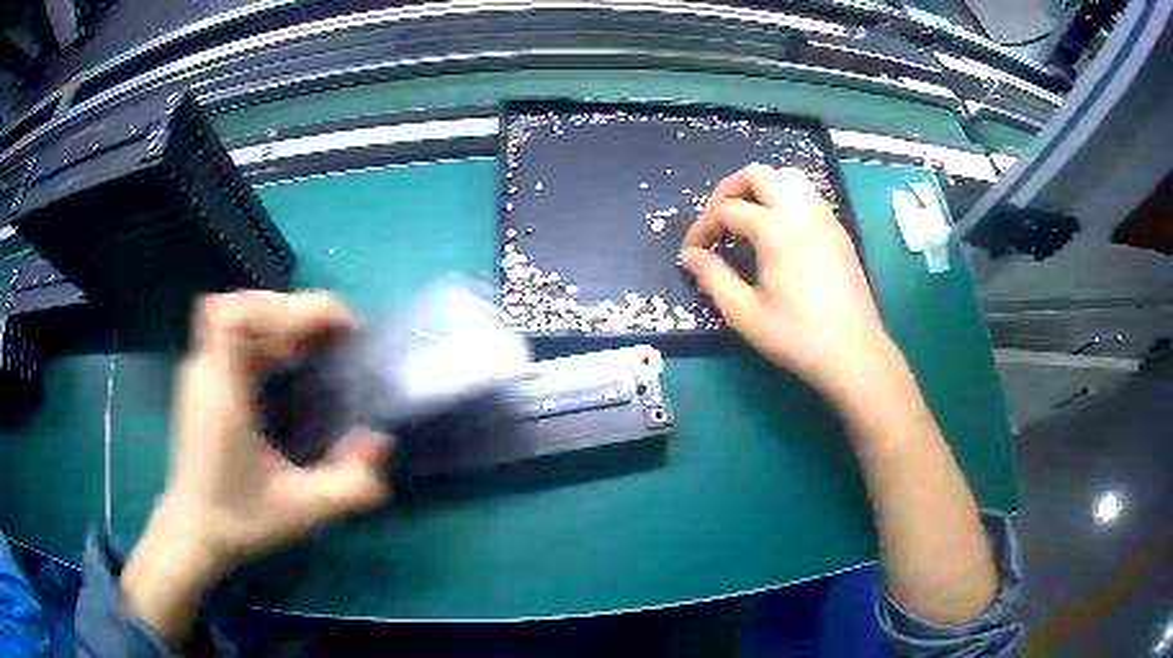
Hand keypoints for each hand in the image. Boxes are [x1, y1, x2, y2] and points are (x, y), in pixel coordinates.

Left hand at [122, 291, 393, 640]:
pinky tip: (291, 359)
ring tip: (319, 340)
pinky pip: (235, 336)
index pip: (234, 317)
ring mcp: (201, 373)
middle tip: (335, 331)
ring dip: (281, 319)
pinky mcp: (204, 381)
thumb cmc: (239, 520)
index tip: (328, 324)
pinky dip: (267, 335)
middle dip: (291, 309)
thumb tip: (382, 441)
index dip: (283, 308)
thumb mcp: (302, 510)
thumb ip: (350, 485)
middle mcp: (205, 372)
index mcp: (222, 394)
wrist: (194, 531)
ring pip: (237, 316)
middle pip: (241, 306)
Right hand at [680, 165, 893, 397]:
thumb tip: (691, 255)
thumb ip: (712, 277)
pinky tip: (779, 231)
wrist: (853, 354)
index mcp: (775, 228)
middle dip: (729, 190)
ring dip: (761, 187)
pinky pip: (808, 196)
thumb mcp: (744, 312)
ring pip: (788, 178)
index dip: (702, 227)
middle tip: (717, 219)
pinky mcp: (839, 231)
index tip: (692, 253)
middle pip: (758, 174)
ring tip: (747, 216)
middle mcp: (801, 211)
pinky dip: (785, 199)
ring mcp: (825, 218)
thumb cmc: (796, 336)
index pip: (727, 210)